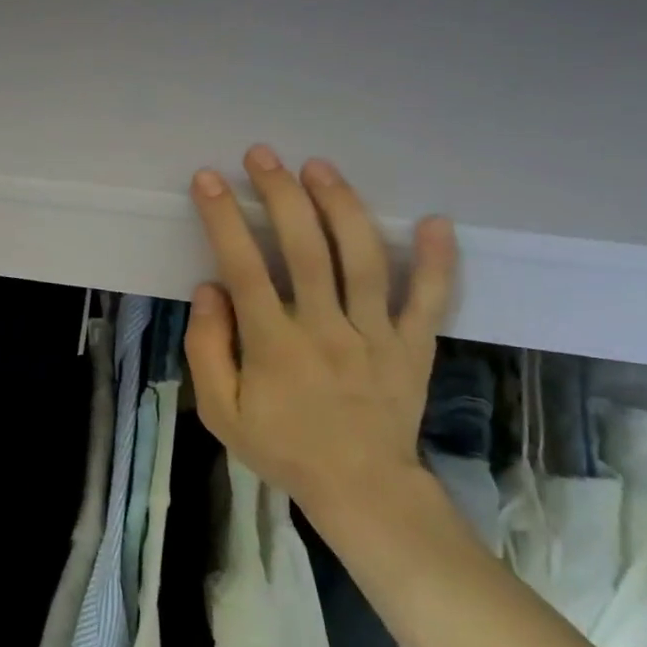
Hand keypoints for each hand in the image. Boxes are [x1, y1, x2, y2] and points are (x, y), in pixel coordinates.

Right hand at [185, 145, 457, 527]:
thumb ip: (208, 350)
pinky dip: (438, 260)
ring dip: (342, 207)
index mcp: (274, 345)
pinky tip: (436, 220)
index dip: (223, 218)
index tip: (209, 179)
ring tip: (320, 167)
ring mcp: (377, 335)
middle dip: (281, 194)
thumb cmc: (283, 448)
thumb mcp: (221, 413)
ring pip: (363, 260)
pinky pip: (431, 299)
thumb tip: (210, 289)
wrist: (361, 491)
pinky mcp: (414, 346)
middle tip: (263, 155)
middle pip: (305, 248)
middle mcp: (326, 329)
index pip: (244, 267)